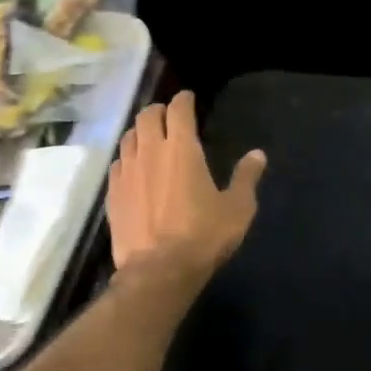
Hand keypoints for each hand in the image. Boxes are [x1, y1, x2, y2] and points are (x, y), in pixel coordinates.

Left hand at [107, 91, 266, 282]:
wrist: (158, 271)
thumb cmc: (202, 237)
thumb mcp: (237, 209)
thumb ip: (246, 177)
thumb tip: (258, 154)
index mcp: (181, 148)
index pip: (179, 109)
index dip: (184, 99)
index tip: (188, 98)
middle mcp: (150, 151)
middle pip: (147, 115)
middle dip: (158, 110)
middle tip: (168, 116)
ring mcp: (127, 171)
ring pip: (128, 137)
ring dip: (140, 131)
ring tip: (148, 138)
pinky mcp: (112, 192)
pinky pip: (117, 163)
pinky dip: (126, 158)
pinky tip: (132, 168)